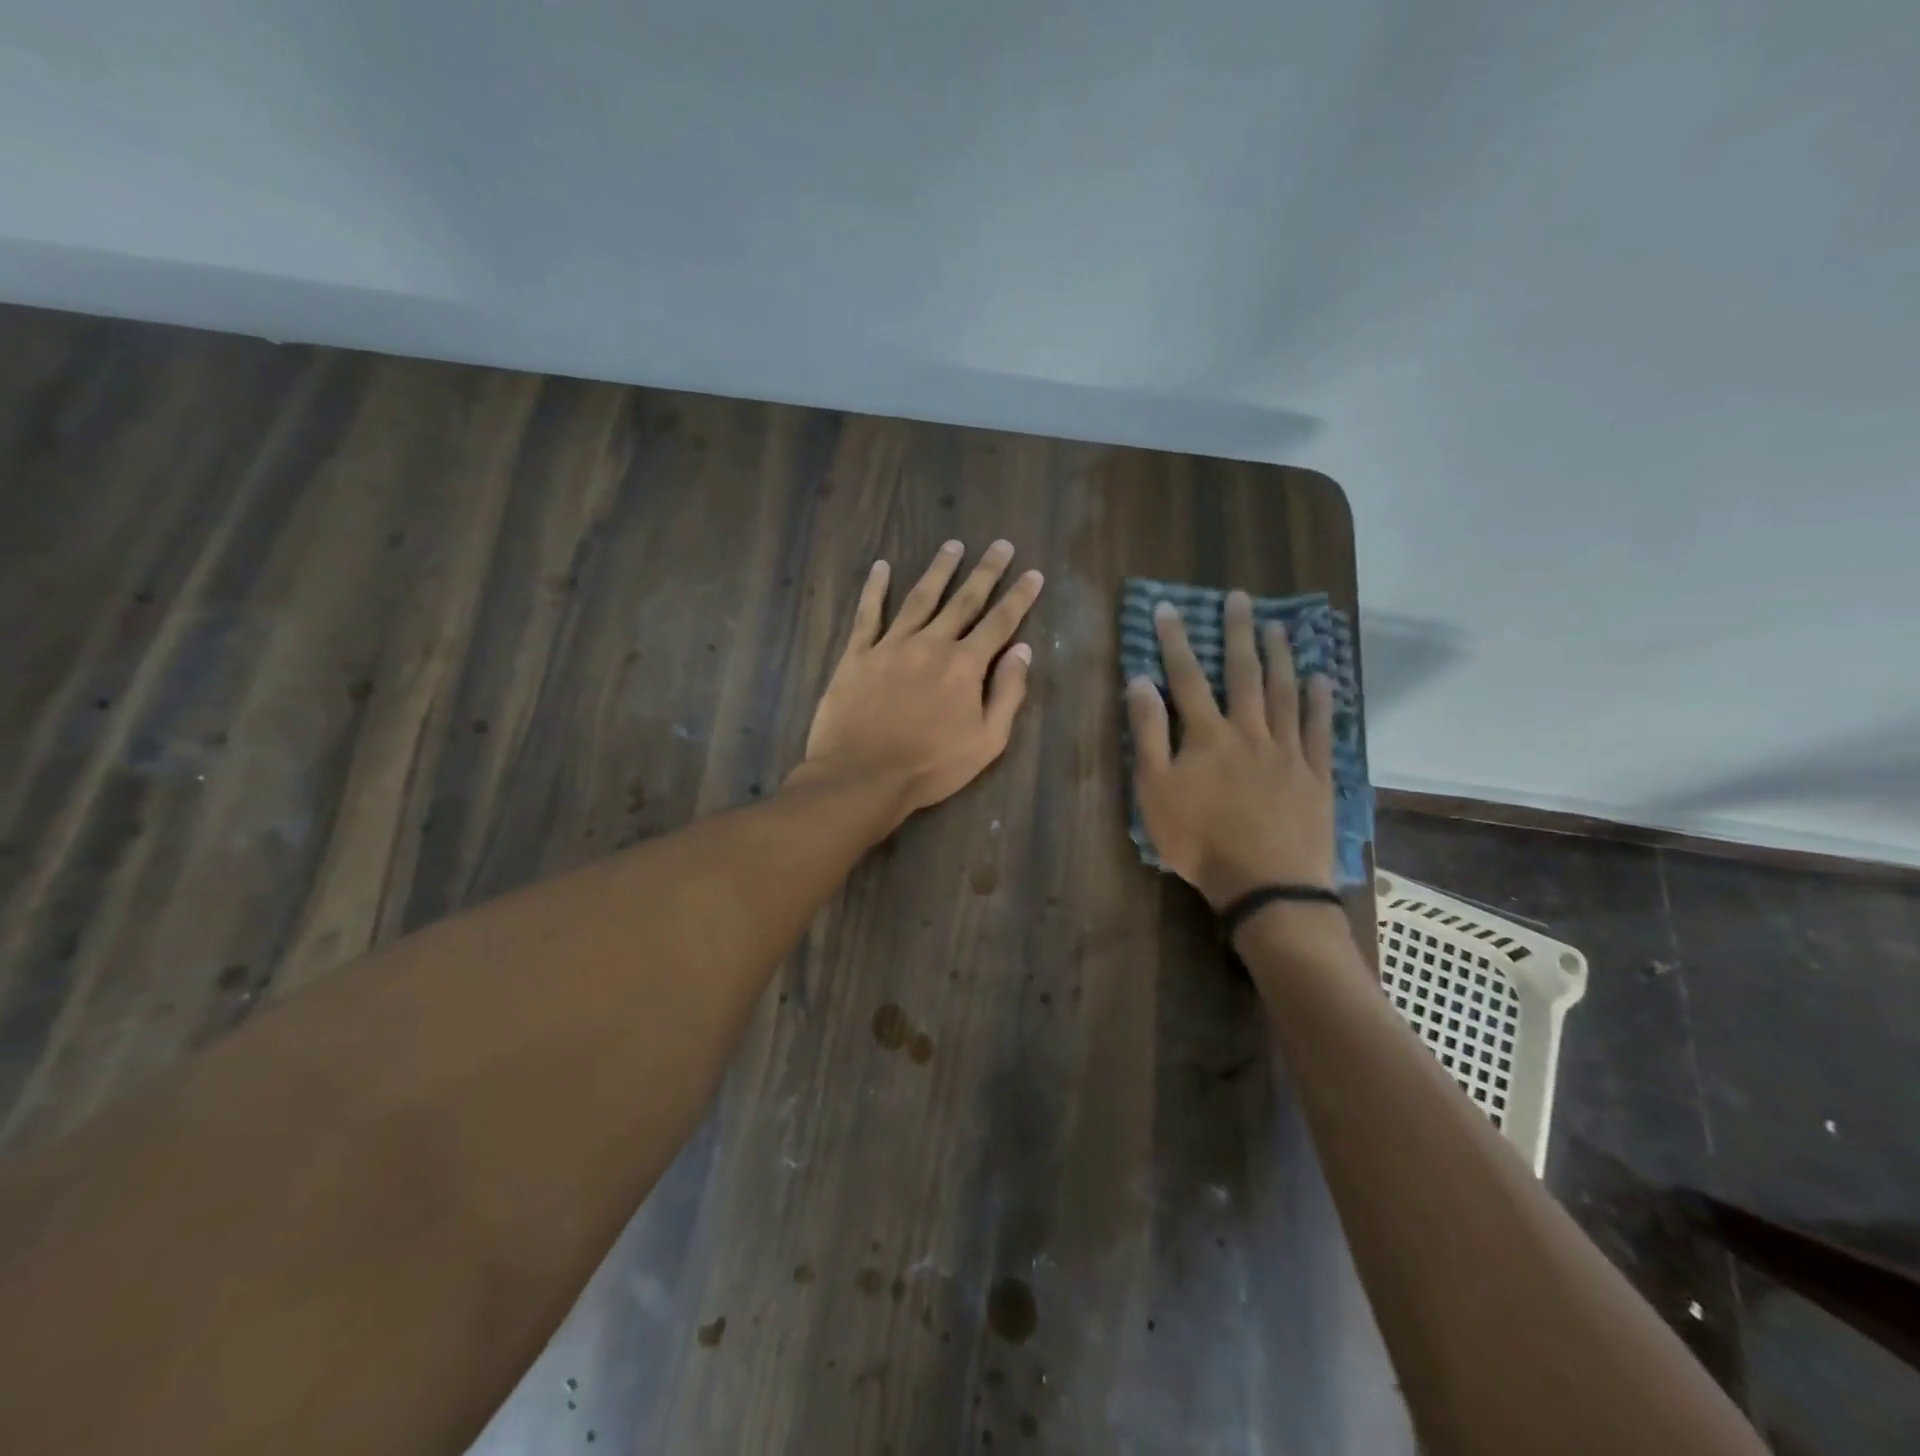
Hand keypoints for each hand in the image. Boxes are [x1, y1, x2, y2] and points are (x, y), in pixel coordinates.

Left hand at [799, 540, 1043, 824]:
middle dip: (986, 571)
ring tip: (952, 545)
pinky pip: (867, 614)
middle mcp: (931, 643)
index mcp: (965, 665)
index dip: (1019, 597)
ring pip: (919, 598)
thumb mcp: (986, 741)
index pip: (1000, 623)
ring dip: (939, 570)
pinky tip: (881, 567)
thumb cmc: (931, 766)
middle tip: (1000, 544)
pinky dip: (874, 588)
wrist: (863, 776)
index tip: (1033, 573)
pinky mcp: (857, 654)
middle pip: (963, 600)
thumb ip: (1007, 693)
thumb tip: (1022, 651)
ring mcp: (891, 645)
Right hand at [1126, 590, 1334, 907]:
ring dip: (1280, 656)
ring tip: (1279, 625)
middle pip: (1243, 673)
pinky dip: (1321, 701)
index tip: (1168, 607)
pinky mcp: (1316, 774)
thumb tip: (1140, 681)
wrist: (1265, 884)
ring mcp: (1287, 750)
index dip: (1175, 640)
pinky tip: (1322, 678)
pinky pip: (1320, 729)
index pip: (1186, 677)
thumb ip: (1148, 733)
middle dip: (1237, 633)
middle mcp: (1249, 731)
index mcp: (1207, 735)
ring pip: (1284, 692)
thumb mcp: (1155, 790)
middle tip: (1239, 598)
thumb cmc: (1199, 840)